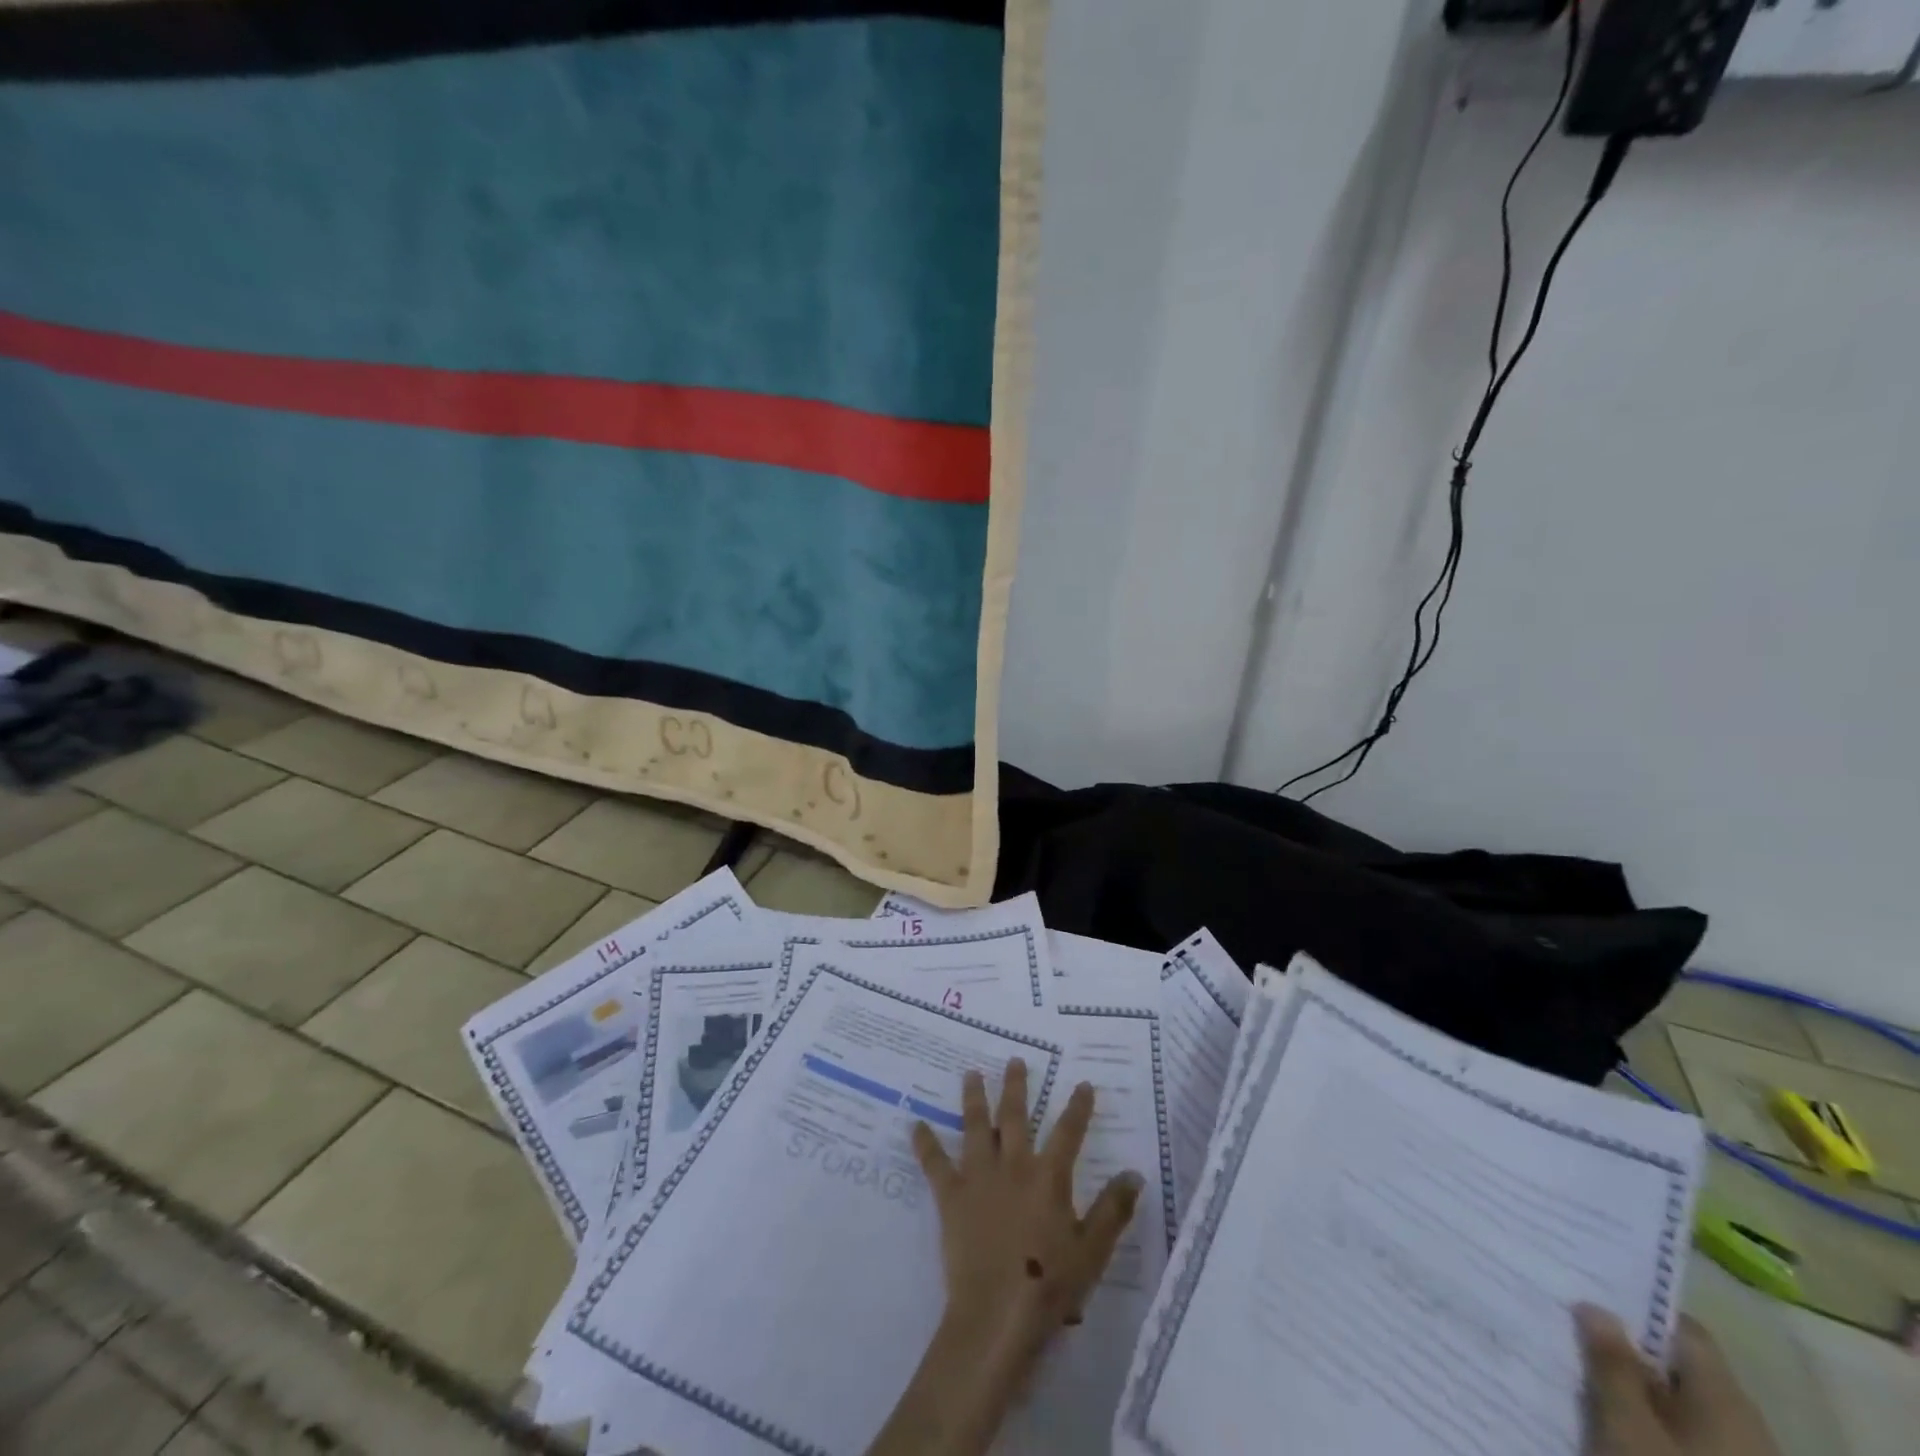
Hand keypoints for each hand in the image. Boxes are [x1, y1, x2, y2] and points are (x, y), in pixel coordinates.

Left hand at [912, 1058, 1142, 1344]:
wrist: (996, 1313)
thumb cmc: (1049, 1286)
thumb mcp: (1093, 1252)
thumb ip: (1113, 1210)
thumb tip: (1134, 1174)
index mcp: (1048, 1176)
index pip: (1068, 1132)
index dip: (1078, 1107)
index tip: (1083, 1084)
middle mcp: (1013, 1165)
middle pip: (1014, 1116)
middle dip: (1017, 1086)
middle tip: (1015, 1060)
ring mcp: (979, 1177)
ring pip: (975, 1126)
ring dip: (974, 1097)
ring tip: (971, 1073)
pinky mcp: (951, 1196)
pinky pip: (935, 1164)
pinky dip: (924, 1143)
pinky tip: (915, 1124)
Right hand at [1577, 1305, 1781, 1455]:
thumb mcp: (1628, 1426)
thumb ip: (1611, 1363)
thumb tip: (1595, 1307)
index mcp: (1727, 1400)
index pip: (1684, 1329)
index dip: (1637, 1306)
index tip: (1586, 1289)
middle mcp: (1742, 1426)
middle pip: (1677, 1367)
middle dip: (1622, 1347)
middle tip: (1566, 1325)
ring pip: (1673, 1404)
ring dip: (1626, 1386)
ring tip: (1573, 1370)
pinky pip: (1677, 1437)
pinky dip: (1639, 1421)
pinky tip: (1602, 1419)